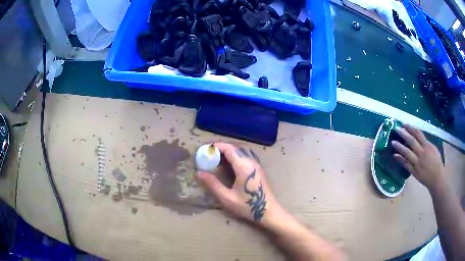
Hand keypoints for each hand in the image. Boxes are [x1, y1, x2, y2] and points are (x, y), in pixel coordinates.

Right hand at [197, 142, 281, 225]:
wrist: (268, 211)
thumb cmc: (248, 206)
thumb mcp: (227, 197)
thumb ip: (213, 184)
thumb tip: (199, 173)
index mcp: (243, 166)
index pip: (229, 148)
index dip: (216, 146)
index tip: (205, 148)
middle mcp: (251, 161)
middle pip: (235, 146)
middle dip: (221, 146)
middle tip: (209, 152)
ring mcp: (256, 164)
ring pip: (242, 149)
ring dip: (230, 149)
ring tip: (218, 156)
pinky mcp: (259, 168)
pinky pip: (246, 154)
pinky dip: (236, 153)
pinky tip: (230, 162)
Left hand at [392, 124, 444, 189]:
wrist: (436, 178)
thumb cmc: (436, 162)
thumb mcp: (433, 149)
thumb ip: (426, 144)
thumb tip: (418, 138)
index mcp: (427, 146)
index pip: (418, 134)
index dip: (410, 128)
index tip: (404, 124)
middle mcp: (421, 153)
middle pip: (411, 141)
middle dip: (404, 134)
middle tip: (396, 129)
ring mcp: (417, 162)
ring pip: (407, 153)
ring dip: (399, 147)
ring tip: (393, 142)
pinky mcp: (414, 171)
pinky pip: (406, 164)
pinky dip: (400, 160)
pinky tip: (394, 156)